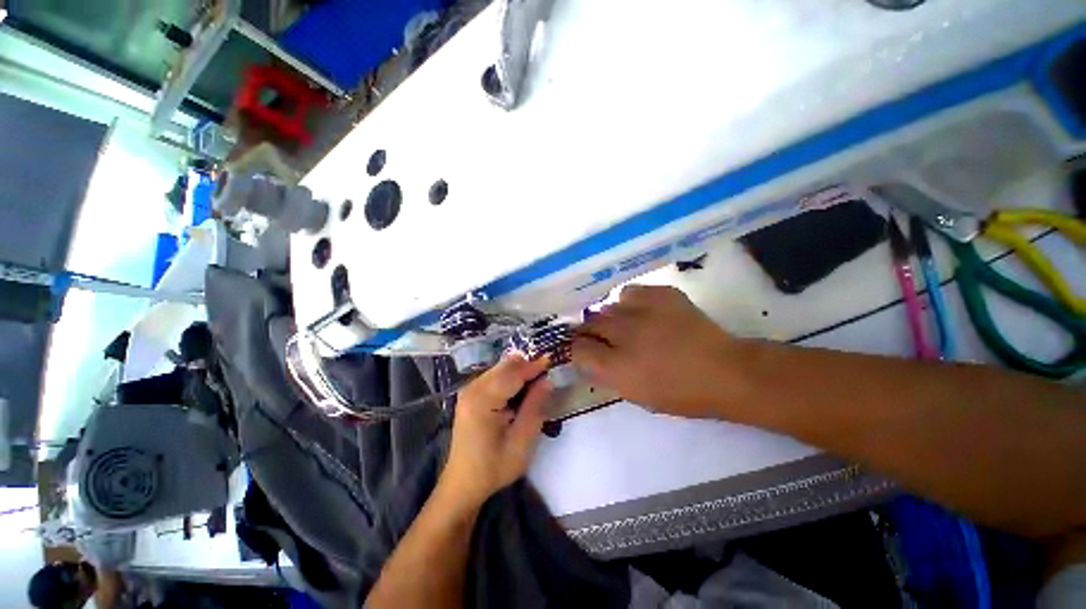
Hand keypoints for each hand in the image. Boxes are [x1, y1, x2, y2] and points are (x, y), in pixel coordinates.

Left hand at [441, 353, 552, 507]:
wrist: (464, 483)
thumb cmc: (494, 466)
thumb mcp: (522, 441)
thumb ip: (535, 406)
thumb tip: (546, 380)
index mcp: (482, 400)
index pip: (513, 374)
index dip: (534, 366)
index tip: (552, 360)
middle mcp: (472, 389)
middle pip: (505, 366)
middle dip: (526, 367)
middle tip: (545, 376)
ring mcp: (468, 390)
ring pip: (500, 368)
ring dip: (518, 372)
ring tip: (534, 386)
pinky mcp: (470, 394)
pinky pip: (494, 376)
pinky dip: (509, 378)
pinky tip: (518, 393)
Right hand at [572, 285, 743, 418]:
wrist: (725, 372)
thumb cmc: (679, 394)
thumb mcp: (635, 394)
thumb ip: (606, 374)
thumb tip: (588, 358)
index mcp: (617, 367)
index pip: (577, 349)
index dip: (576, 349)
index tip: (582, 350)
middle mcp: (623, 335)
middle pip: (589, 324)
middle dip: (589, 331)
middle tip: (598, 336)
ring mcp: (642, 311)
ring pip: (608, 307)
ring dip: (609, 317)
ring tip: (622, 324)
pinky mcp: (661, 295)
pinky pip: (630, 292)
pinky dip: (629, 301)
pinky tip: (640, 311)